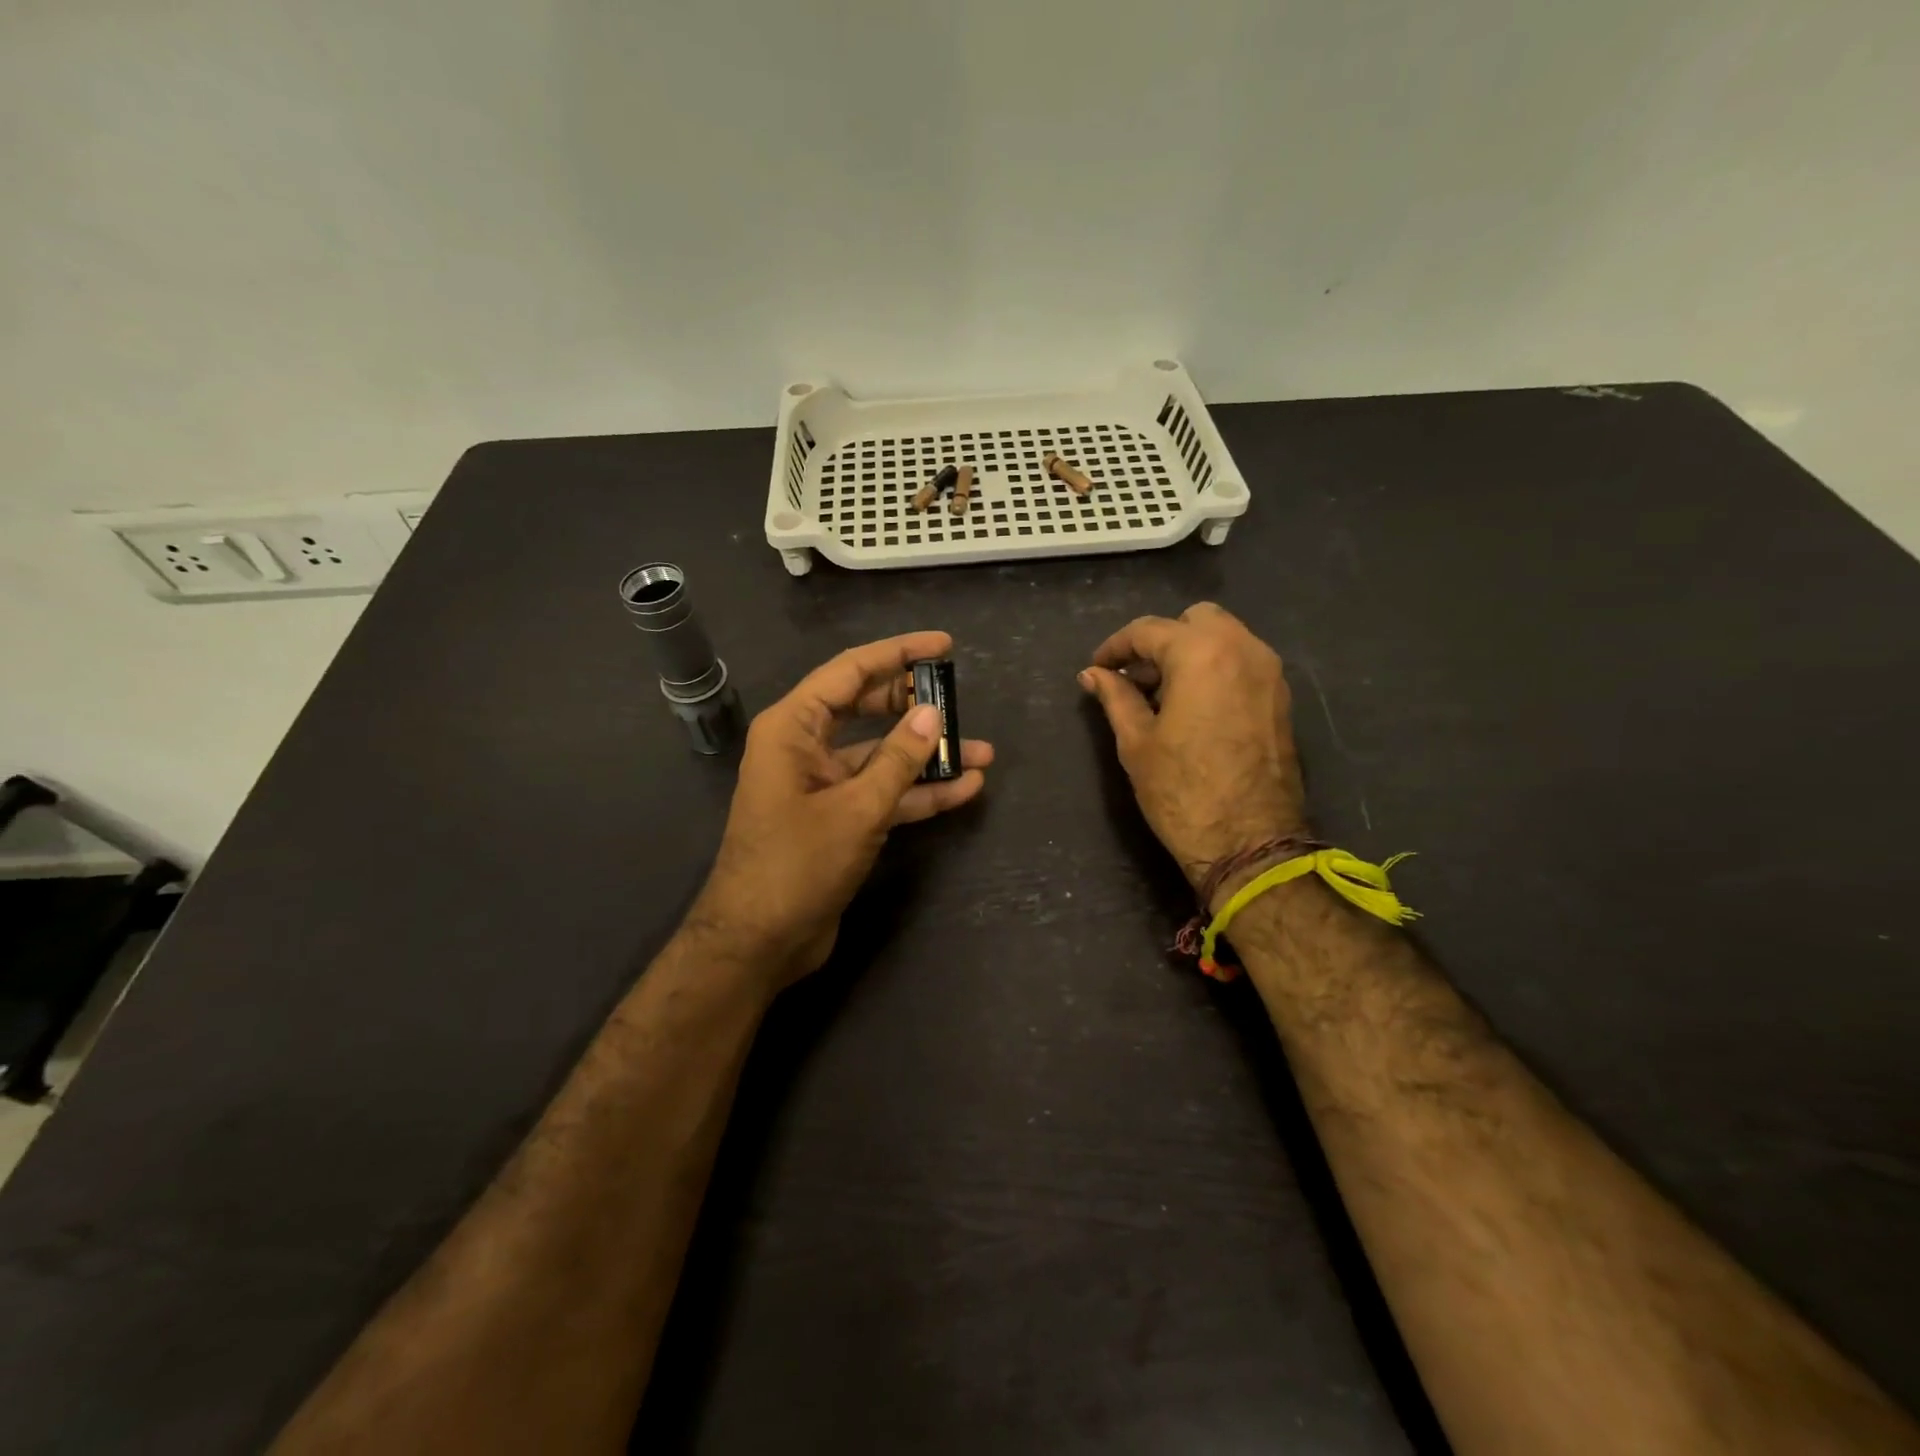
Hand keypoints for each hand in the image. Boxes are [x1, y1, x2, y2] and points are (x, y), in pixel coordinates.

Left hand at [686, 632, 991, 991]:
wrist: (759, 942)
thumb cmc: (797, 865)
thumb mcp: (856, 808)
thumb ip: (898, 759)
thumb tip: (932, 713)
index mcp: (793, 728)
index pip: (851, 671)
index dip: (899, 653)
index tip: (944, 645)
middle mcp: (805, 747)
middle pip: (867, 709)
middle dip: (915, 706)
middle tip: (960, 699)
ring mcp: (823, 785)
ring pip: (881, 755)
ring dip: (927, 756)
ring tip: (983, 752)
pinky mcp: (838, 819)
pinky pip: (882, 793)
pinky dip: (918, 792)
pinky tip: (963, 789)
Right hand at [1079, 604, 1307, 894]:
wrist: (1249, 843)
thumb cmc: (1181, 791)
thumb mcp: (1136, 742)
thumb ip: (1115, 697)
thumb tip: (1092, 674)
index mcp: (1201, 654)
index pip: (1149, 630)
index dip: (1116, 647)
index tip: (1097, 668)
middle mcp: (1243, 649)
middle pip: (1195, 620)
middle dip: (1160, 641)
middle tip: (1135, 678)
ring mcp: (1269, 673)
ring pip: (1223, 638)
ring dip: (1189, 653)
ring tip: (1160, 694)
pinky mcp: (1281, 698)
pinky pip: (1242, 663)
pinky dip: (1214, 669)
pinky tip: (1192, 706)